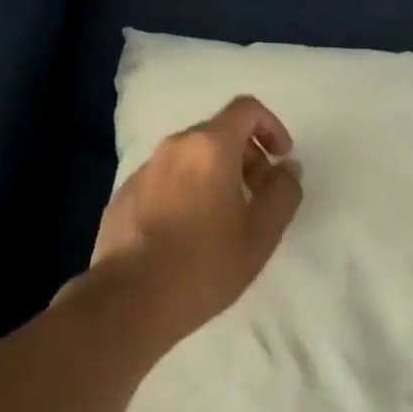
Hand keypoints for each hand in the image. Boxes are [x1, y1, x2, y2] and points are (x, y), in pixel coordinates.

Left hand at [85, 95, 303, 350]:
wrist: (126, 303)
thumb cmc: (202, 265)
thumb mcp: (261, 234)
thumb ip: (283, 192)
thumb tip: (287, 167)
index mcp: (210, 146)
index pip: (247, 108)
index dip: (271, 126)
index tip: (281, 158)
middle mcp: (175, 146)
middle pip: (219, 132)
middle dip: (246, 155)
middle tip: (257, 195)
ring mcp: (145, 168)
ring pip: (191, 156)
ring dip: (216, 173)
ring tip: (223, 218)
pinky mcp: (125, 193)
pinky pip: (166, 178)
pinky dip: (186, 189)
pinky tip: (187, 232)